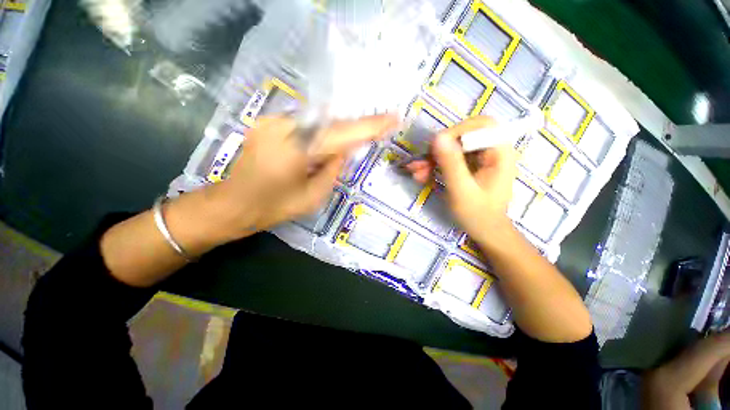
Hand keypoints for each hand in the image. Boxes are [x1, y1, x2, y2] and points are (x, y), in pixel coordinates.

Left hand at [213, 114, 397, 238]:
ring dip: (337, 132)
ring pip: (318, 123)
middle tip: (376, 130)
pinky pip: (304, 125)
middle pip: (331, 123)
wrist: (231, 204)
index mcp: (295, 150)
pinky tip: (325, 144)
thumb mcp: (313, 197)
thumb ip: (333, 170)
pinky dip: (320, 133)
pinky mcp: (268, 123)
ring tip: (350, 142)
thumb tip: (343, 151)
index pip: (342, 134)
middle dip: (354, 128)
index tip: (393, 118)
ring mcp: (272, 122)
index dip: (369, 126)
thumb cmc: (273, 208)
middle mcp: (283, 127)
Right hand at [406, 117, 517, 245]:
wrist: (484, 231)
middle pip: (462, 135)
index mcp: (499, 153)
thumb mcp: (462, 190)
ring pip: (452, 147)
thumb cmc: (478, 214)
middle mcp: (490, 151)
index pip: (481, 125)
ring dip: (432, 158)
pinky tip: (421, 175)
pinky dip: (434, 165)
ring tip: (416, 172)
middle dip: (438, 148)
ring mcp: (479, 158)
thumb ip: (451, 164)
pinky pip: (449, 158)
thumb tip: (437, 137)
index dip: (457, 131)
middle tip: (421, 163)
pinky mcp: (468, 166)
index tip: (436, 147)